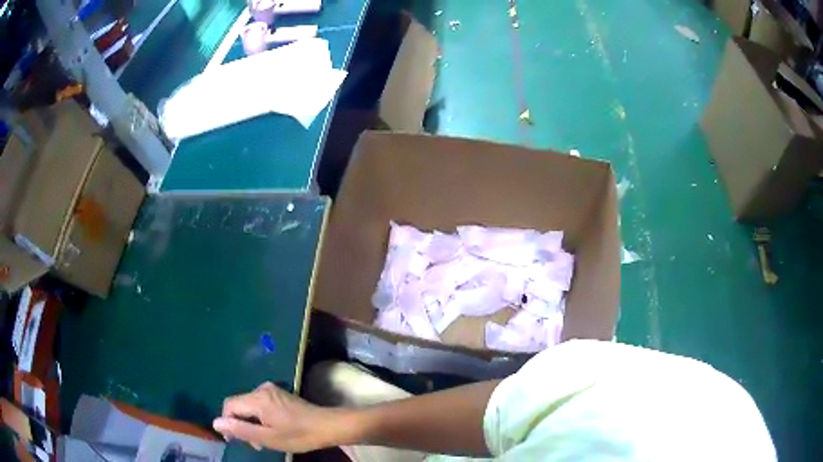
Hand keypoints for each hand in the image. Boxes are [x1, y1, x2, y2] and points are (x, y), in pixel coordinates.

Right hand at [213, 382, 345, 452]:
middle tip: (254, 444)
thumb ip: (241, 429)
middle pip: (239, 405)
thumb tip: (216, 423)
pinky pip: (259, 404)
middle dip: (241, 424)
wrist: (328, 425)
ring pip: (249, 405)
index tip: (234, 440)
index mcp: (257, 399)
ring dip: (251, 422)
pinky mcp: (278, 394)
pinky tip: (271, 430)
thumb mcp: (268, 438)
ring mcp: (271, 390)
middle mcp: (261, 389)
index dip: (227, 422)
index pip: (229, 405)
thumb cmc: (299, 435)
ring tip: (263, 440)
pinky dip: (259, 417)